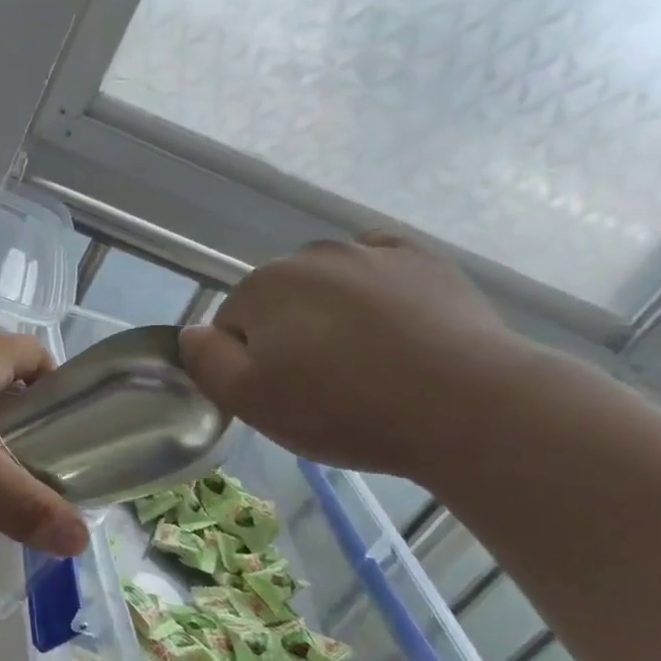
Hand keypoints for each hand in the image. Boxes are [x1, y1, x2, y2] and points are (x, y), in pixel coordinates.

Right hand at [178, 233, 533, 478]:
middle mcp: (309, 256)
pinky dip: (373, 289)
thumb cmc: (345, 409)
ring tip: (366, 362)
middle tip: (323, 385)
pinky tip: (391, 323)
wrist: (467, 406)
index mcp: (262, 287)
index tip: (282, 396)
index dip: (248, 364)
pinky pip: (377, 267)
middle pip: (278, 300)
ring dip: (330, 314)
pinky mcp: (422, 260)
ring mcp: (369, 252)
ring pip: (327, 285)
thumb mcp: (251, 402)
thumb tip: (192, 333)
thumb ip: (206, 363)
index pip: (231, 325)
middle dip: (288, 335)